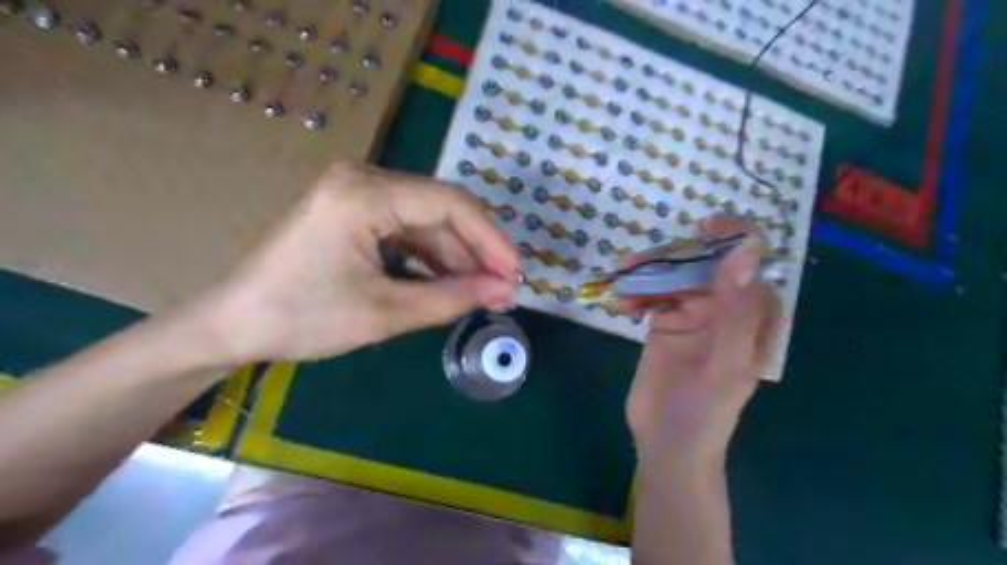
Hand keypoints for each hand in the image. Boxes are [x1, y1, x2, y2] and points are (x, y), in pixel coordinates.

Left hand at [185, 160, 518, 366]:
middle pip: (442, 208)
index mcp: (364, 193)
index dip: (490, 239)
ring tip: (479, 293)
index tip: (514, 275)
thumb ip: (451, 298)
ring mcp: (357, 192)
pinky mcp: (354, 210)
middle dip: (476, 251)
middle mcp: (363, 178)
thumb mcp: (384, 313)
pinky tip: (448, 282)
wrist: (233, 325)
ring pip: (428, 220)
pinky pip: (407, 228)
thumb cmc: (302, 319)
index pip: (450, 203)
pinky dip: (431, 256)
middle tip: (500, 290)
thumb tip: (503, 292)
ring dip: (456, 256)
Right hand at [623, 216, 785, 462]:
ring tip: (623, 280)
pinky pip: (651, 293)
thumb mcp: (726, 361)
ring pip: (673, 275)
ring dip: (648, 272)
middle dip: (672, 256)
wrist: (667, 443)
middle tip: (638, 262)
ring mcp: (691, 313)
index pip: (751, 261)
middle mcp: (724, 306)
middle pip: (702, 262)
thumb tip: (744, 251)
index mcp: (751, 313)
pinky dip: (636, 291)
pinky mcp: (664, 322)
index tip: (700, 227)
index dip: (732, 237)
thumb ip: (736, 308)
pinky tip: (623, 303)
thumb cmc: (705, 409)